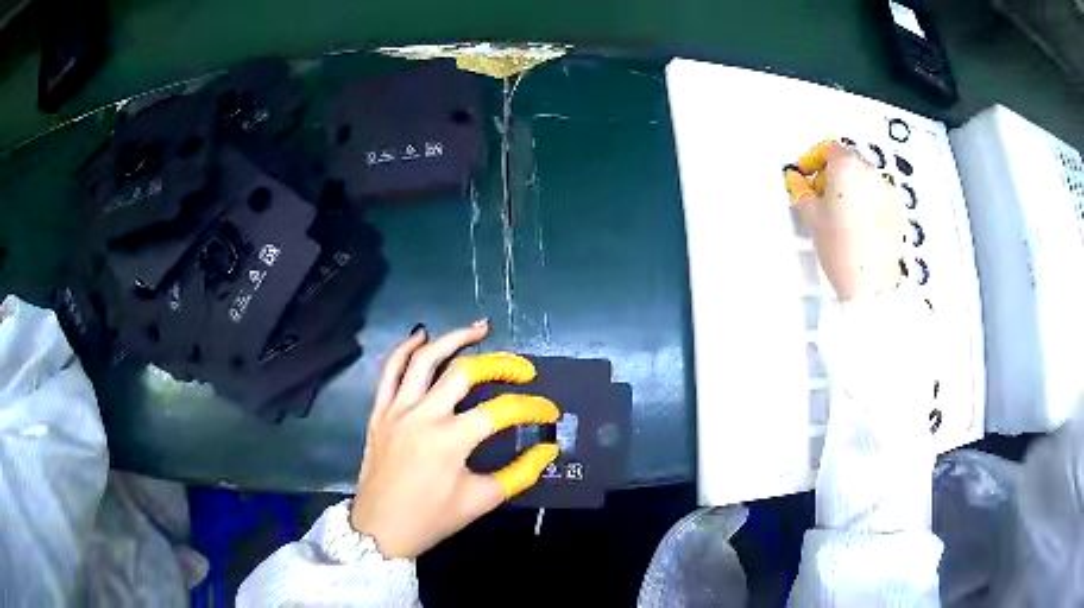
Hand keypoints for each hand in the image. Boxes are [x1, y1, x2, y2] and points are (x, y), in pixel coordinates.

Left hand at [350, 320, 560, 558]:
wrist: (380, 529)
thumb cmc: (432, 519)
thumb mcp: (481, 501)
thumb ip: (519, 474)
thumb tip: (548, 450)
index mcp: (451, 440)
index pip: (501, 411)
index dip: (532, 407)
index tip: (549, 411)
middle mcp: (423, 415)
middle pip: (465, 372)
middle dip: (501, 364)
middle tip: (523, 369)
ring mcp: (396, 409)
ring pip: (424, 359)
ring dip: (453, 338)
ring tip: (479, 329)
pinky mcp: (379, 411)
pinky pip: (389, 370)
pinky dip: (405, 348)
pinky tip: (422, 336)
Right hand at [784, 140, 905, 300]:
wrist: (871, 283)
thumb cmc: (837, 244)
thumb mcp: (812, 217)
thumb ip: (800, 190)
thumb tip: (794, 177)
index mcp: (847, 165)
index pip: (829, 148)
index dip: (813, 159)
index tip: (806, 177)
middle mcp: (871, 171)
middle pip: (848, 161)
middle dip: (833, 174)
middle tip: (822, 198)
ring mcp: (888, 190)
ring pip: (865, 179)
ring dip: (851, 188)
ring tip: (842, 215)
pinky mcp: (898, 210)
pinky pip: (878, 196)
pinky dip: (867, 202)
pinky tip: (860, 226)